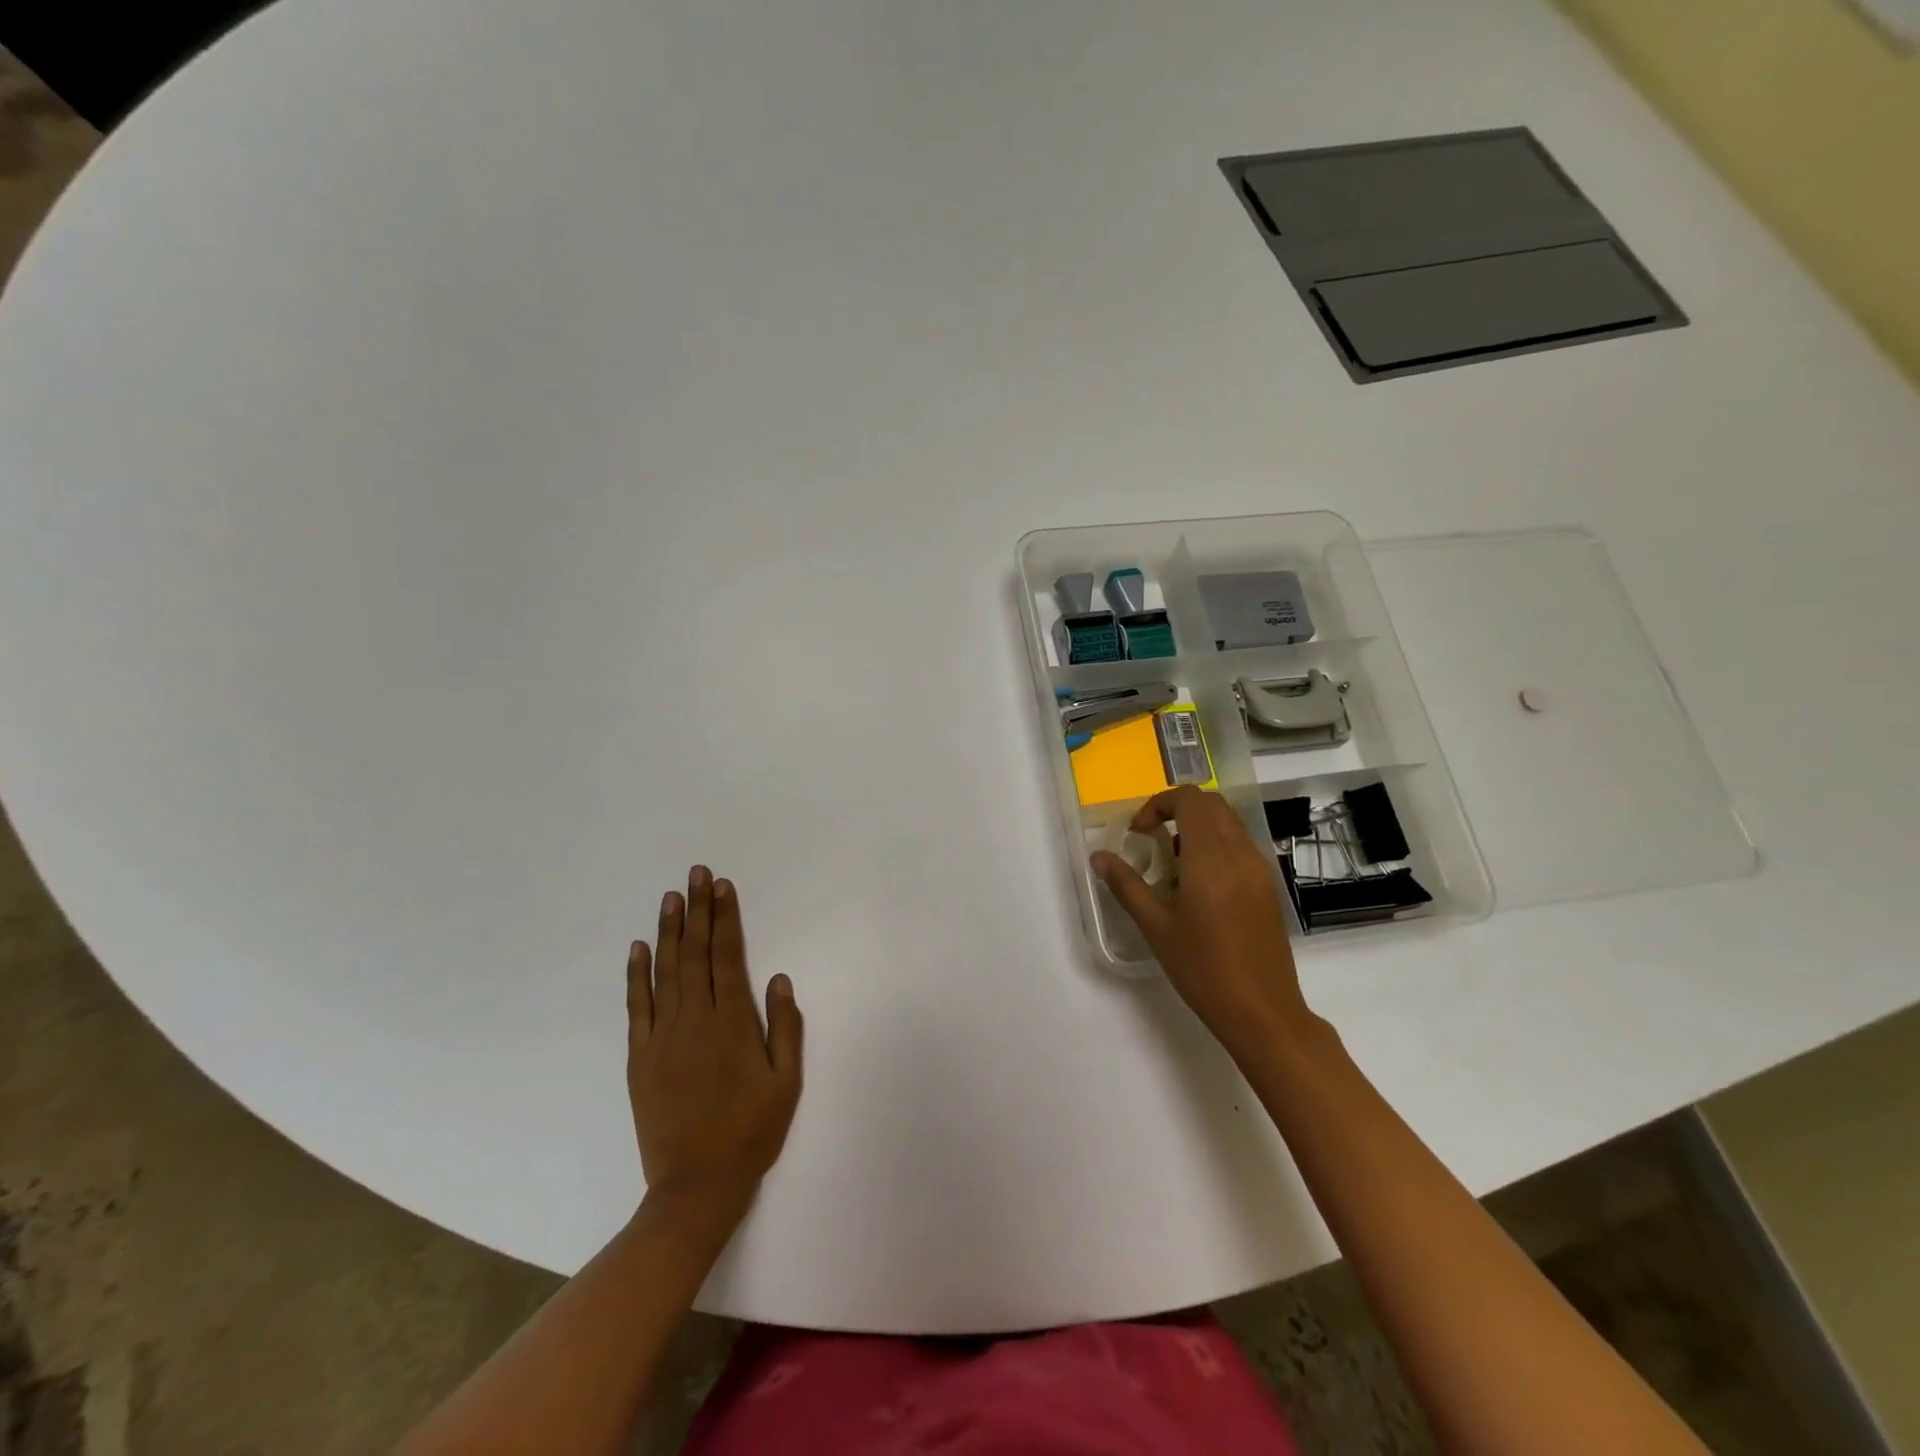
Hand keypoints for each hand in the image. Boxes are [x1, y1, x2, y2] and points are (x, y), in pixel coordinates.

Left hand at [627, 866, 803, 1211]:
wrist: (695, 1186)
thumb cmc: (751, 1132)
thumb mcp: (786, 1083)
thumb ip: (785, 1028)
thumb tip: (780, 978)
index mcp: (732, 1023)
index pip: (727, 957)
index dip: (725, 919)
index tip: (722, 887)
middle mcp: (695, 1020)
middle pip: (695, 954)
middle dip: (697, 911)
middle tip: (697, 874)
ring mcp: (662, 1037)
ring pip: (665, 972)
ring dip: (669, 931)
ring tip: (671, 897)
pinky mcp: (640, 1057)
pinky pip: (637, 1006)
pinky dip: (637, 975)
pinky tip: (639, 948)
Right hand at [1091, 787, 1316, 1062]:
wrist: (1263, 1011)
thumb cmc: (1203, 969)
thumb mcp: (1156, 927)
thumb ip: (1126, 885)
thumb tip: (1099, 857)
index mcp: (1211, 857)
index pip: (1190, 799)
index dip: (1159, 804)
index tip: (1138, 833)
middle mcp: (1240, 853)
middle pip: (1211, 804)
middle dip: (1177, 810)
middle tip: (1151, 838)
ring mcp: (1259, 869)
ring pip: (1228, 823)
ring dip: (1197, 827)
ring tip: (1171, 864)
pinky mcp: (1267, 886)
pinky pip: (1239, 846)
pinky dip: (1215, 845)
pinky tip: (1197, 885)